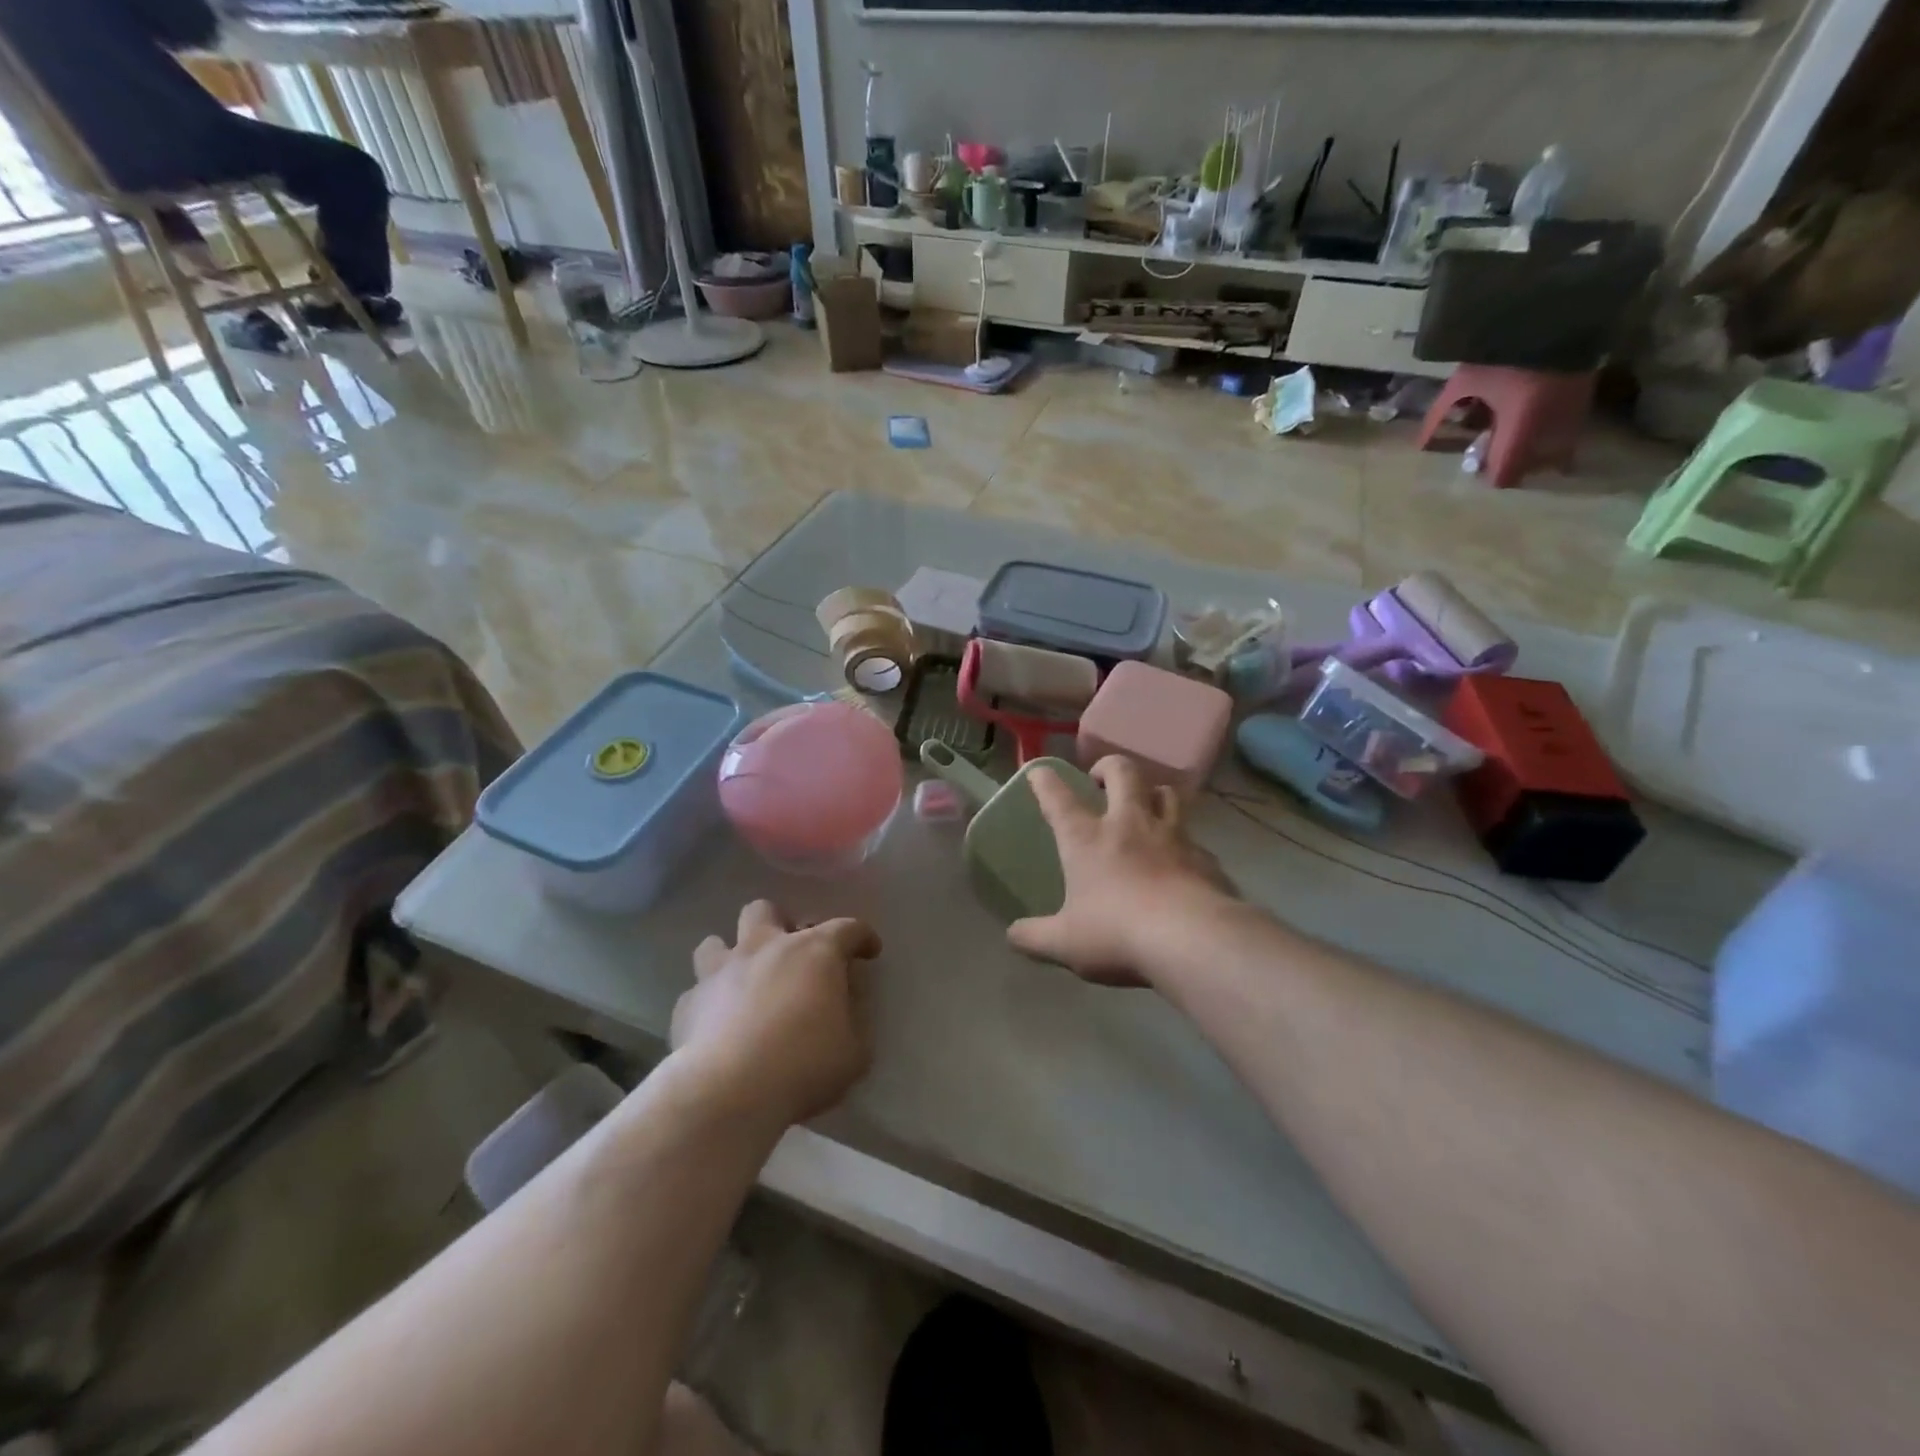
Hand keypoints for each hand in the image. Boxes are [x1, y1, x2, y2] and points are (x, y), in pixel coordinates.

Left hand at [670, 900, 882, 1126]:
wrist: (729, 1092)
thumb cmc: (803, 1065)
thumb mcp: (854, 1051)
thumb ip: (854, 1021)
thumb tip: (845, 1008)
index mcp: (814, 952)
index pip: (847, 928)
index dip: (862, 937)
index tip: (869, 951)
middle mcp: (765, 947)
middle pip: (766, 910)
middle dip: (779, 925)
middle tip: (791, 955)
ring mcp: (721, 971)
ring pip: (716, 941)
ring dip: (732, 956)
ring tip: (744, 981)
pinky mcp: (688, 1002)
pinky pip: (697, 990)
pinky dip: (709, 1002)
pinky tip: (716, 1024)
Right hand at [1008, 756, 1236, 985]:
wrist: (1192, 939)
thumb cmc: (1117, 933)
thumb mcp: (1064, 943)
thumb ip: (1034, 937)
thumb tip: (1013, 935)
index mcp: (1087, 839)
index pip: (1058, 799)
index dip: (1045, 781)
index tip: (1039, 771)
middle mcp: (1130, 824)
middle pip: (1123, 773)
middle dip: (1109, 767)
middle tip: (1101, 778)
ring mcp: (1173, 836)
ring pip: (1167, 793)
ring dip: (1153, 792)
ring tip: (1147, 805)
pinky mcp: (1205, 857)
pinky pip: (1195, 839)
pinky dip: (1185, 844)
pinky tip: (1182, 863)